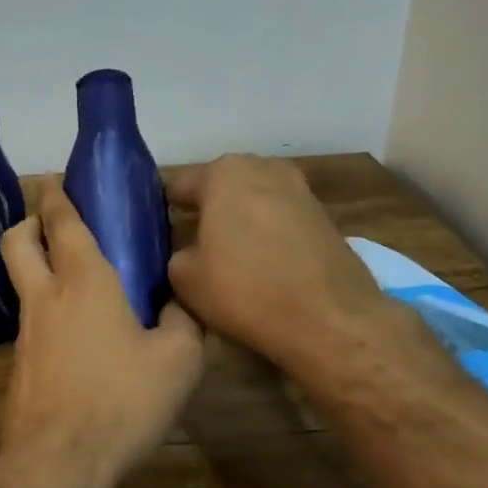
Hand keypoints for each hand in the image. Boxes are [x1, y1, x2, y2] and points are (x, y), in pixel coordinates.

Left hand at [0, 181, 205, 483]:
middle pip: (18, 240)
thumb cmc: (122, 401)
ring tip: (77, 276)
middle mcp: (47, 296)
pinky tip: (78, 331)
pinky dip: (46, 306)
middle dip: (30, 220)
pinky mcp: (20, 364)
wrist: (59, 463)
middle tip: (55, 221)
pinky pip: (31, 318)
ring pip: (21, 279)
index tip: (57, 178)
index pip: (63, 222)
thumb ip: (183, 321)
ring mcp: (26, 332)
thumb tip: (176, 304)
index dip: (58, 194)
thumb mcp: (178, 361)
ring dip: (36, 264)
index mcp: (85, 281)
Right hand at [166, 154, 395, 380]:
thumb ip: (176, 255)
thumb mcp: (185, 279)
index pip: (179, 185)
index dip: (162, 211)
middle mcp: (263, 168)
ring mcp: (299, 188)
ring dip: (239, 222)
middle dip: (206, 212)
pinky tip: (263, 266)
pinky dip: (268, 235)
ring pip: (253, 202)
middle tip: (191, 247)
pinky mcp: (324, 215)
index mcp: (223, 172)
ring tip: (228, 258)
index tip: (156, 236)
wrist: (331, 319)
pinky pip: (281, 219)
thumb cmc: (246, 290)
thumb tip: (186, 253)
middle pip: (220, 188)